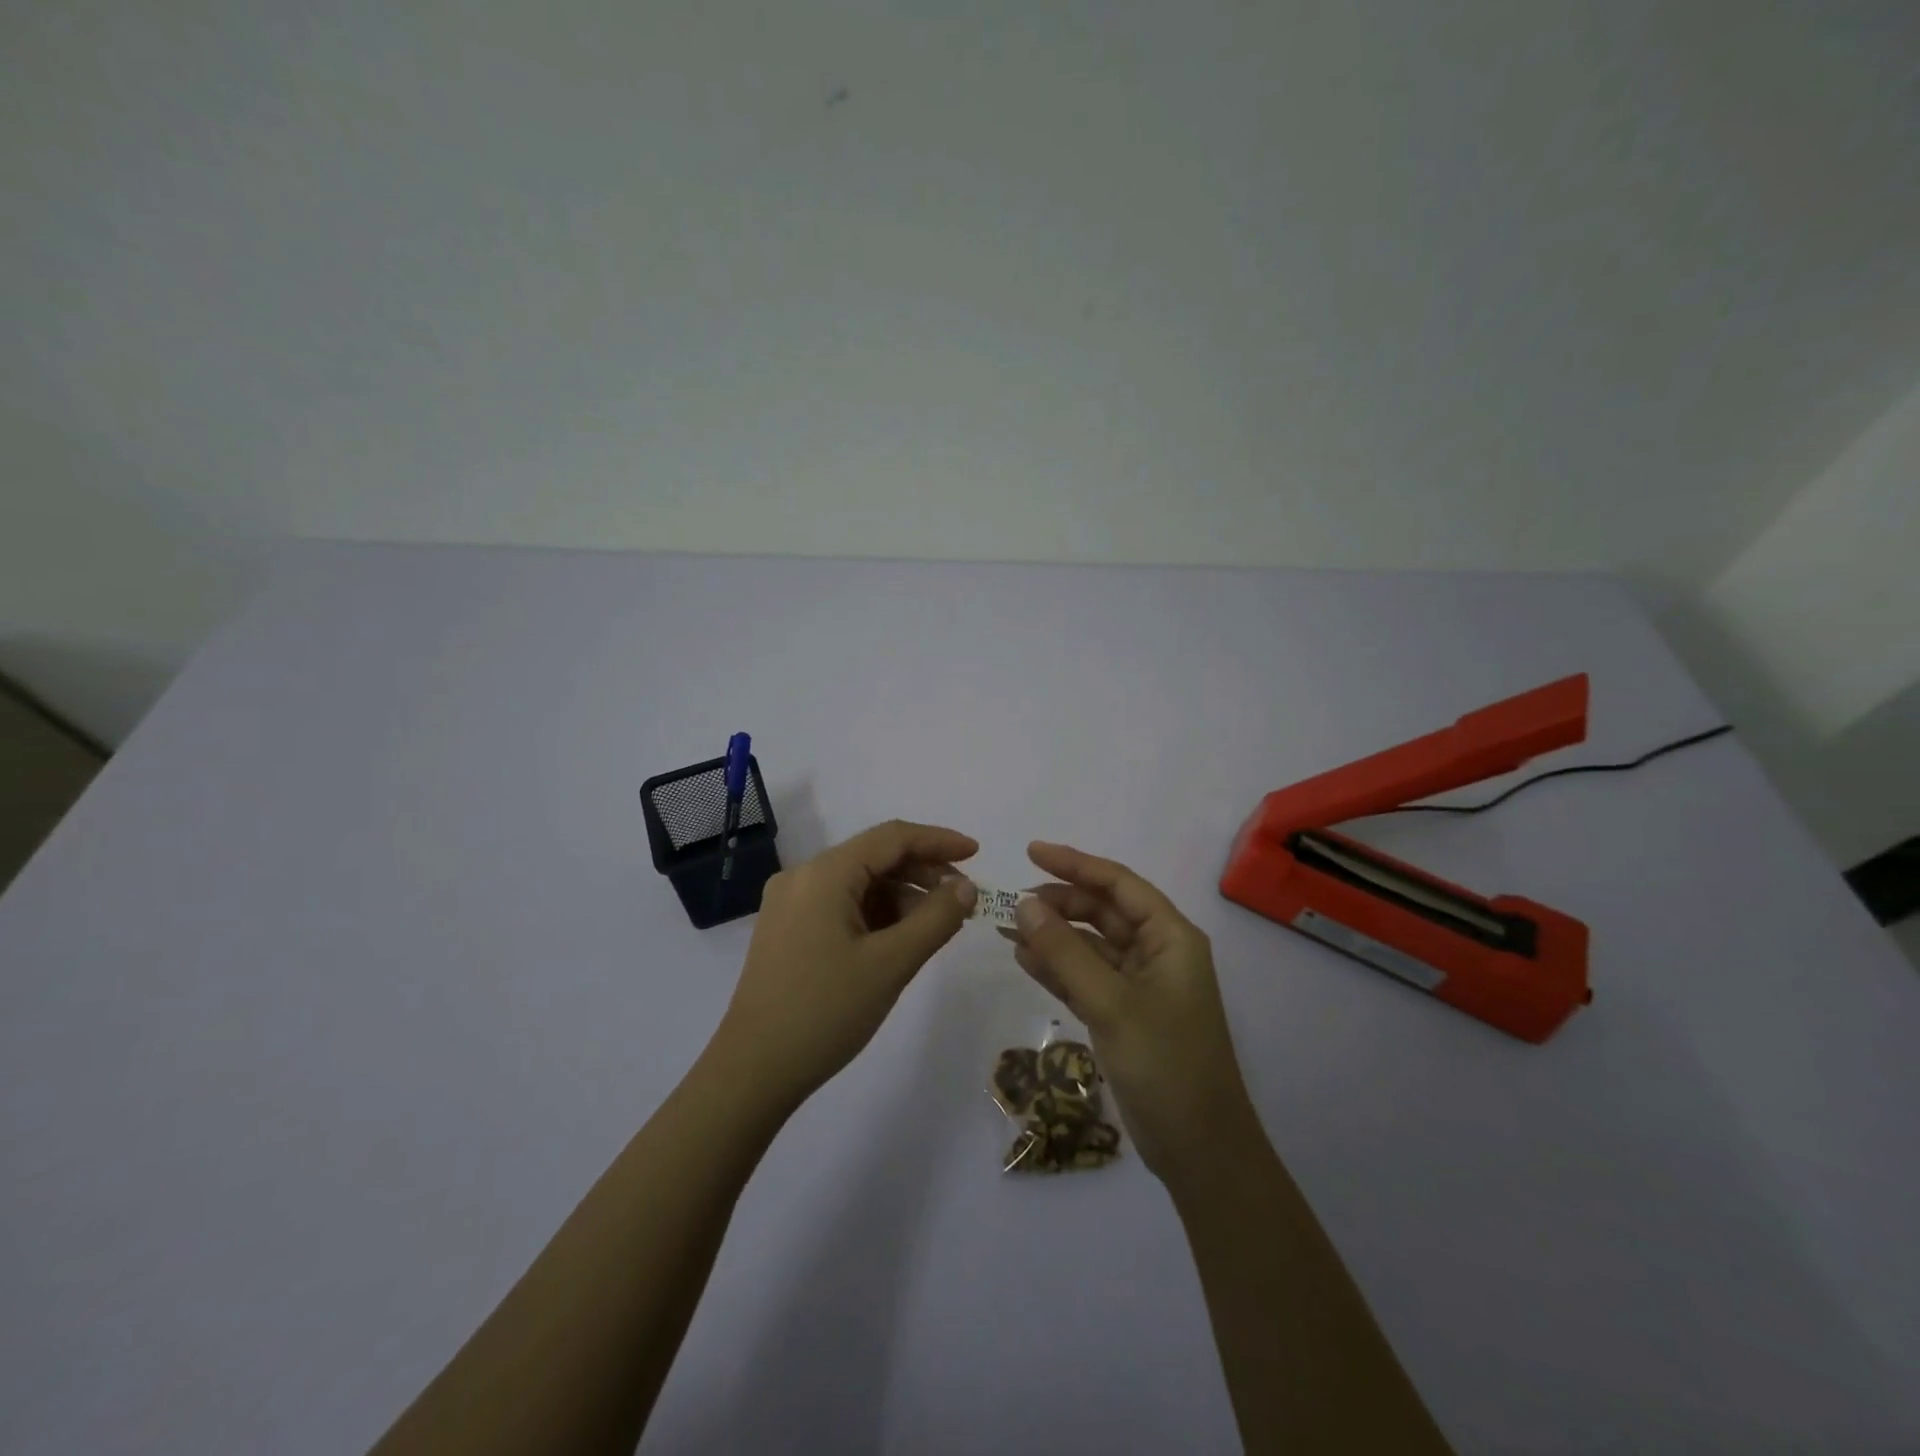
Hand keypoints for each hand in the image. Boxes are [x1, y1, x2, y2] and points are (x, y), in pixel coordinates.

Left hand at [712, 820, 978, 1109]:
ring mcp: (791, 904)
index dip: (938, 841)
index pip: (892, 837)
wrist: (752, 1072)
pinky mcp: (787, 930)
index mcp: (824, 873)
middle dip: (923, 872)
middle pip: (874, 857)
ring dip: (901, 896)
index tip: (977, 855)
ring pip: (859, 883)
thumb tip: (966, 887)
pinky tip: (900, 939)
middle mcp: (803, 877)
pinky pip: (842, 905)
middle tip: (962, 901)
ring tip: (936, 926)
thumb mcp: (891, 964)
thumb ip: (936, 918)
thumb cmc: (825, 1012)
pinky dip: (876, 914)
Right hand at [1007, 841, 1259, 1181]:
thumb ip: (1065, 951)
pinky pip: (1086, 977)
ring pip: (1091, 945)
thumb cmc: (1166, 1064)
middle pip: (1103, 911)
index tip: (1031, 852)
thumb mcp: (1111, 1003)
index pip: (1118, 884)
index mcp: (1170, 937)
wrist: (1199, 1149)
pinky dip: (1057, 968)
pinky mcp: (1124, 1014)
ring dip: (1053, 936)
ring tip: (1008, 929)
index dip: (1075, 864)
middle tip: (1012, 903)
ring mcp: (1140, 985)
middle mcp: (1157, 952)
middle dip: (1060, 903)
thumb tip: (1023, 903)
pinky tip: (1024, 960)